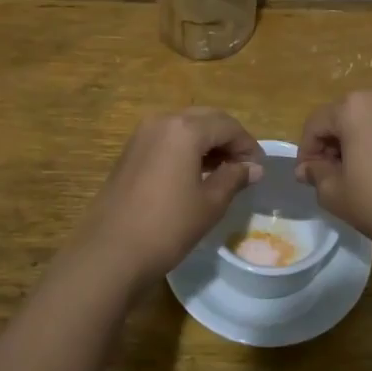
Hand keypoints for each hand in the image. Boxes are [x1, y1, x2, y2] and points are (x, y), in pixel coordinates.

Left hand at [72, 110, 263, 286]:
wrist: (111, 251)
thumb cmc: (168, 226)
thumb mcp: (210, 203)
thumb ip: (234, 178)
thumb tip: (254, 167)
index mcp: (185, 128)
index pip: (227, 125)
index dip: (247, 144)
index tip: (260, 168)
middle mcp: (162, 121)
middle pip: (205, 119)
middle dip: (227, 138)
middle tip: (244, 166)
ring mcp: (142, 135)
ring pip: (184, 127)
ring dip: (207, 142)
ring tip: (223, 171)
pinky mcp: (130, 151)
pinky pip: (167, 138)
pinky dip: (186, 148)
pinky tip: (195, 173)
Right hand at [297, 84, 371, 253]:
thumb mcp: (337, 194)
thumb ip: (316, 174)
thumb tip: (308, 168)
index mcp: (354, 106)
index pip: (316, 124)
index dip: (307, 152)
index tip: (308, 179)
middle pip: (344, 117)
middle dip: (333, 145)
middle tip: (331, 178)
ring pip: (369, 121)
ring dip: (358, 143)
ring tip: (359, 176)